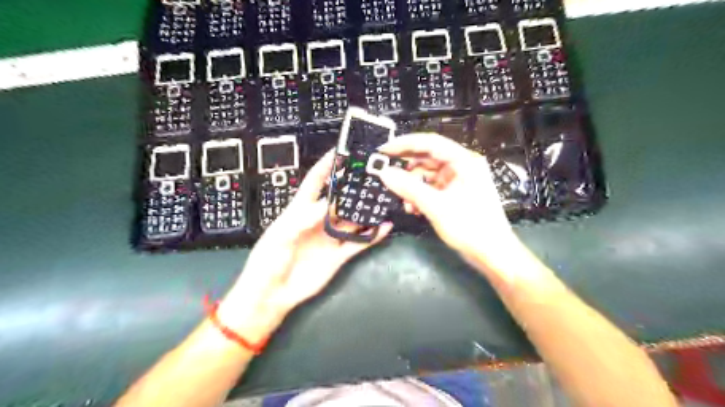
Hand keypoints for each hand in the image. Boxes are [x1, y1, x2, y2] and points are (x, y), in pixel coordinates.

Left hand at [220, 151, 393, 341]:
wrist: (272, 294)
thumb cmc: (268, 260)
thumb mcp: (281, 234)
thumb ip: (304, 218)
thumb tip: (329, 204)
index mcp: (300, 211)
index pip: (315, 182)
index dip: (326, 166)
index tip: (340, 152)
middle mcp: (319, 221)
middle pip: (339, 199)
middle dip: (353, 187)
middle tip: (371, 175)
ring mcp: (331, 237)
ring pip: (353, 220)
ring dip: (366, 211)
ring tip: (383, 198)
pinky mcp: (339, 255)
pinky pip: (359, 243)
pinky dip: (372, 236)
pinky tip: (384, 226)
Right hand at [380, 134, 514, 262]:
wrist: (492, 254)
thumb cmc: (471, 227)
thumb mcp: (436, 206)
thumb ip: (409, 188)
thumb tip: (385, 173)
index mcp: (464, 161)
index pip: (430, 142)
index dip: (404, 144)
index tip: (384, 151)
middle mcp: (462, 166)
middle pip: (428, 157)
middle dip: (406, 167)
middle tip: (385, 172)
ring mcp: (458, 180)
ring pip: (428, 174)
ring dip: (412, 185)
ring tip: (402, 199)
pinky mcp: (455, 193)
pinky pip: (432, 187)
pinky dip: (420, 194)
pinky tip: (412, 207)